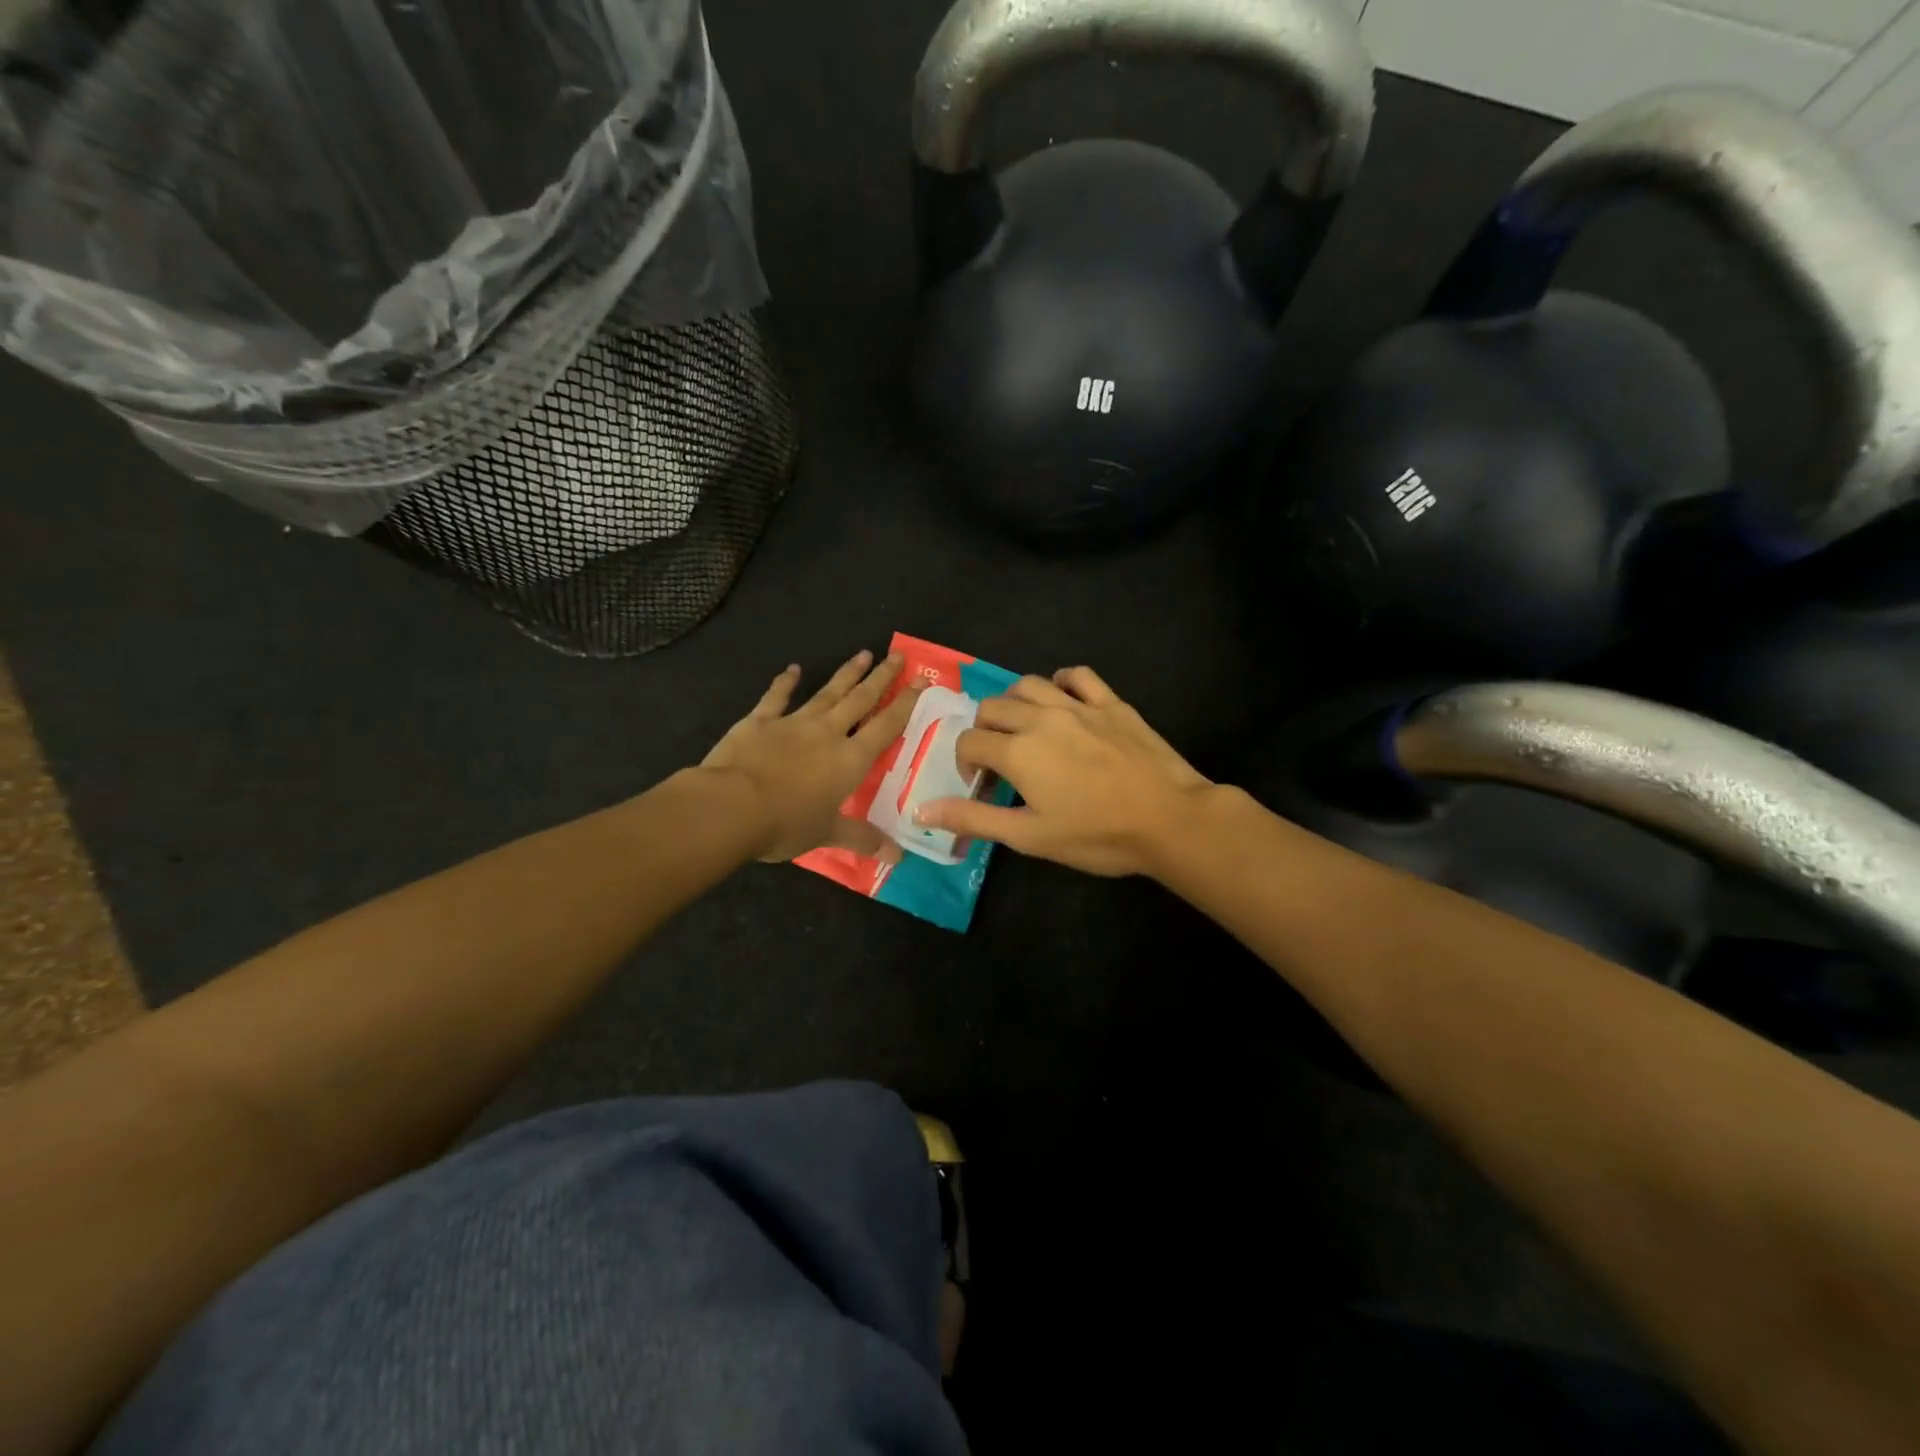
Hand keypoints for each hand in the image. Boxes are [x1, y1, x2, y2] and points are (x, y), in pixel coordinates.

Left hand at [702, 651, 922, 862]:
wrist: (731, 806)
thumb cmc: (786, 823)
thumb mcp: (827, 834)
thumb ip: (862, 839)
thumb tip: (897, 857)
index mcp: (850, 760)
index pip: (885, 727)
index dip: (905, 704)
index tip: (920, 682)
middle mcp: (827, 734)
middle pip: (860, 700)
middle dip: (880, 678)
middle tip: (896, 656)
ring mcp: (793, 723)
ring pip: (827, 693)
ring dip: (846, 674)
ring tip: (863, 654)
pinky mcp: (760, 721)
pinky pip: (777, 697)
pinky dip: (785, 682)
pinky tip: (793, 669)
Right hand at [916, 666, 1211, 876]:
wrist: (1170, 819)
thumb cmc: (1097, 835)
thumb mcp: (1029, 836)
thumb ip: (974, 819)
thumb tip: (921, 809)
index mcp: (1017, 750)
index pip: (970, 741)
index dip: (965, 762)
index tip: (980, 784)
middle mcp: (1041, 717)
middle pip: (992, 707)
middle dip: (984, 731)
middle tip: (999, 761)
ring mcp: (1079, 705)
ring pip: (1029, 685)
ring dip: (1015, 704)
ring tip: (1024, 729)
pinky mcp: (1111, 702)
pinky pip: (1077, 676)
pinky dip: (1061, 682)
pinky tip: (1062, 701)